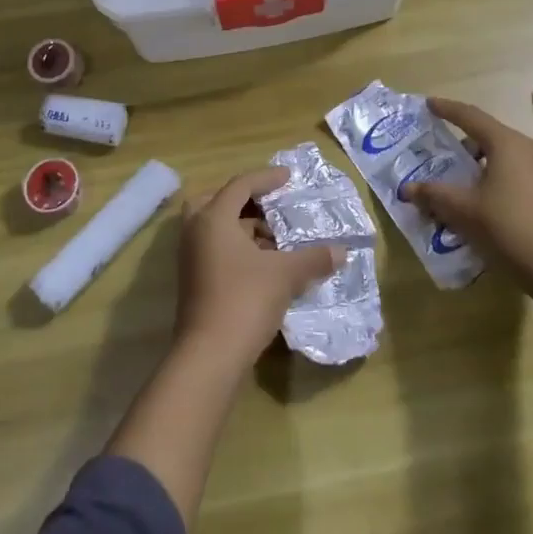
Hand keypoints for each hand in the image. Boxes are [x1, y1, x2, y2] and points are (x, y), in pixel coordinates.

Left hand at [175, 167, 343, 370]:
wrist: (209, 355)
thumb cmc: (245, 300)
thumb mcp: (285, 275)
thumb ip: (313, 258)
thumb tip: (342, 252)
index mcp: (213, 218)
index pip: (240, 185)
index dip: (266, 178)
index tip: (289, 178)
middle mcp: (196, 231)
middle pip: (217, 200)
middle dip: (244, 199)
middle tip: (270, 205)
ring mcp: (190, 257)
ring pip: (214, 227)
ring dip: (242, 226)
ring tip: (274, 237)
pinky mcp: (193, 280)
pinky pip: (213, 247)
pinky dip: (235, 246)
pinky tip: (262, 262)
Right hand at [401, 97, 532, 295]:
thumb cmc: (510, 229)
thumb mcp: (464, 211)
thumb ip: (433, 195)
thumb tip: (406, 189)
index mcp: (508, 143)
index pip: (471, 116)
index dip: (447, 109)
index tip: (428, 104)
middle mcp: (529, 148)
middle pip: (488, 137)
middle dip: (461, 146)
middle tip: (438, 157)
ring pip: (502, 157)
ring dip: (477, 167)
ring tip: (455, 187)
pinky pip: (514, 174)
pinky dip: (493, 180)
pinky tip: (480, 204)